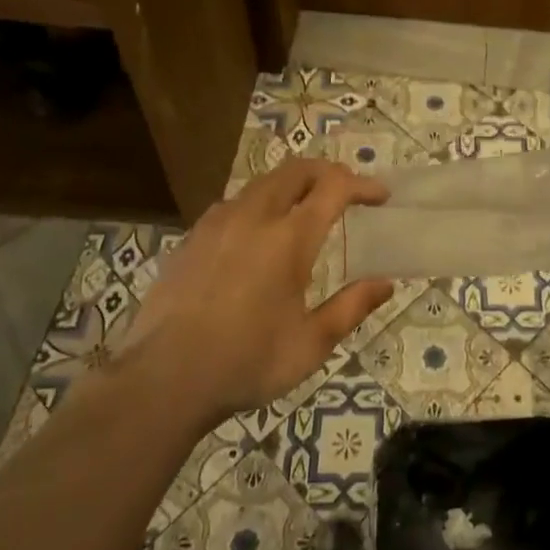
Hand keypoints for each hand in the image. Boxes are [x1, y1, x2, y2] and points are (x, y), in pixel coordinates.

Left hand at [109, 159, 394, 428]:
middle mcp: (253, 217)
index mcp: (289, 238)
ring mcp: (216, 223)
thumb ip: (351, 308)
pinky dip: (259, 204)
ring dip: (291, 185)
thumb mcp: (311, 344)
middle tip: (346, 191)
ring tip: (304, 209)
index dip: (362, 185)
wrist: (163, 379)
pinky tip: (257, 234)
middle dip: (327, 172)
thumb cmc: (247, 363)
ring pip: (261, 183)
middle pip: (296, 170)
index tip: (380, 197)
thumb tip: (386, 284)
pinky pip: (233, 204)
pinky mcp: (191, 238)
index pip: (334, 188)